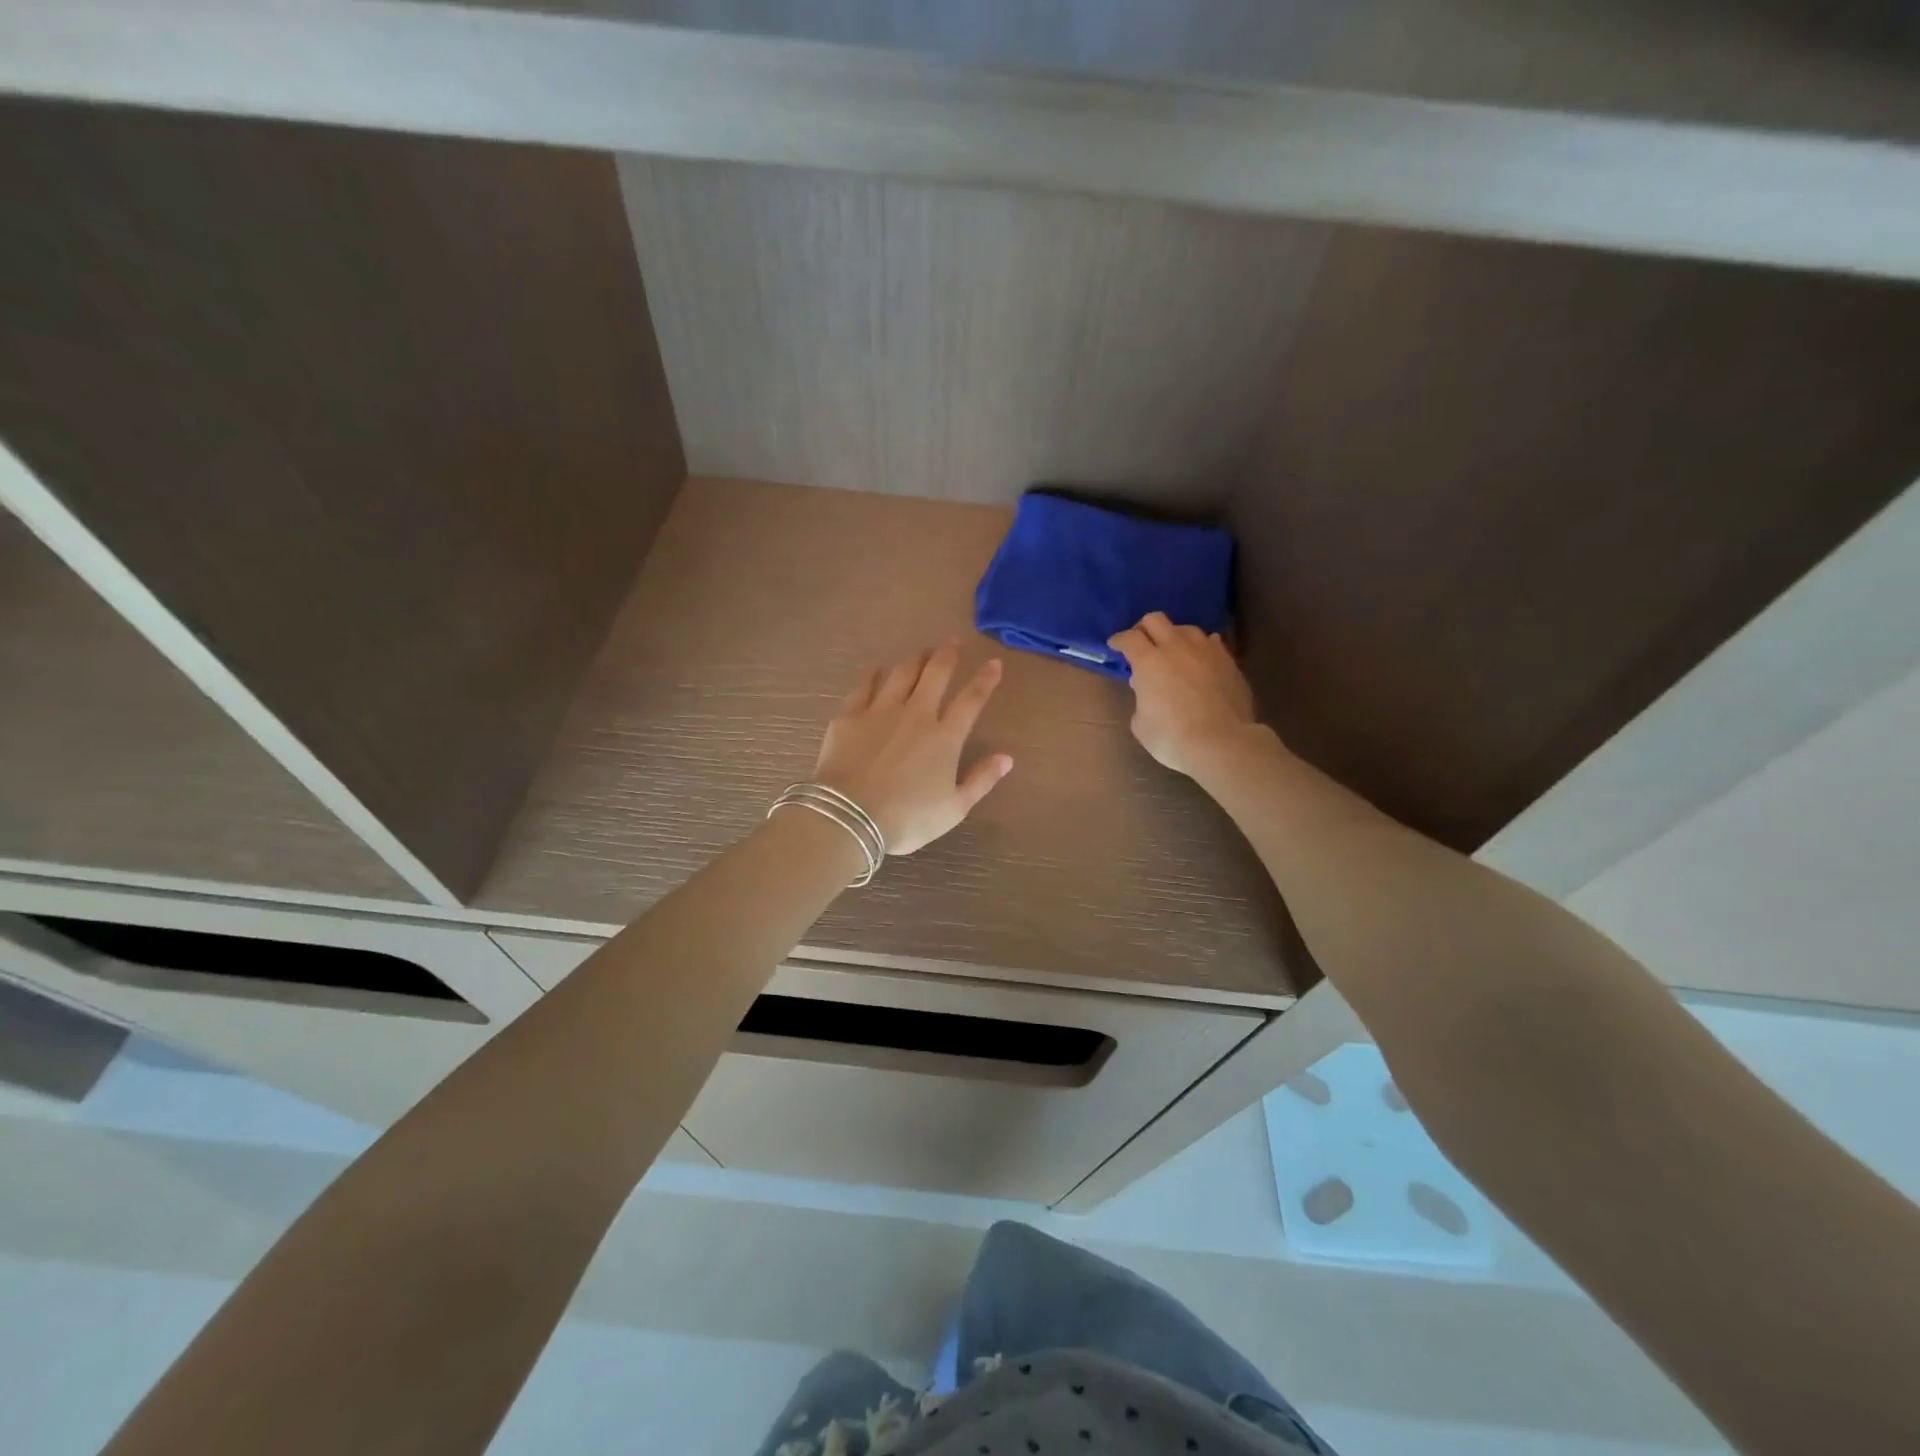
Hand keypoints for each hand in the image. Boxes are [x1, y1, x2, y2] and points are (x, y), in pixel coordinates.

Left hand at [814, 642, 1013, 854]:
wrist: (850, 816)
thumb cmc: (907, 819)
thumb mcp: (954, 809)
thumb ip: (981, 780)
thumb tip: (1007, 758)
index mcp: (945, 737)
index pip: (971, 699)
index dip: (985, 678)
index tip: (994, 662)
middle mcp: (916, 714)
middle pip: (936, 673)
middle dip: (947, 654)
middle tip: (953, 642)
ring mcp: (880, 710)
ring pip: (903, 672)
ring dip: (916, 658)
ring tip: (922, 651)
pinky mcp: (850, 715)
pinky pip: (864, 684)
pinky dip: (874, 673)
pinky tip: (877, 668)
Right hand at [1107, 612, 1259, 776]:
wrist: (1220, 742)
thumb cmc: (1171, 736)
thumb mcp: (1141, 723)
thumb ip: (1141, 700)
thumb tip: (1147, 689)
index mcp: (1148, 661)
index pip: (1128, 638)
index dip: (1119, 640)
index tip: (1115, 645)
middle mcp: (1175, 647)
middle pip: (1156, 620)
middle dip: (1144, 628)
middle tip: (1141, 643)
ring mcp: (1205, 651)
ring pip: (1186, 628)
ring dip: (1174, 636)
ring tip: (1174, 651)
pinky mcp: (1228, 661)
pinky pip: (1211, 643)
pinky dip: (1201, 648)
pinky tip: (1200, 659)